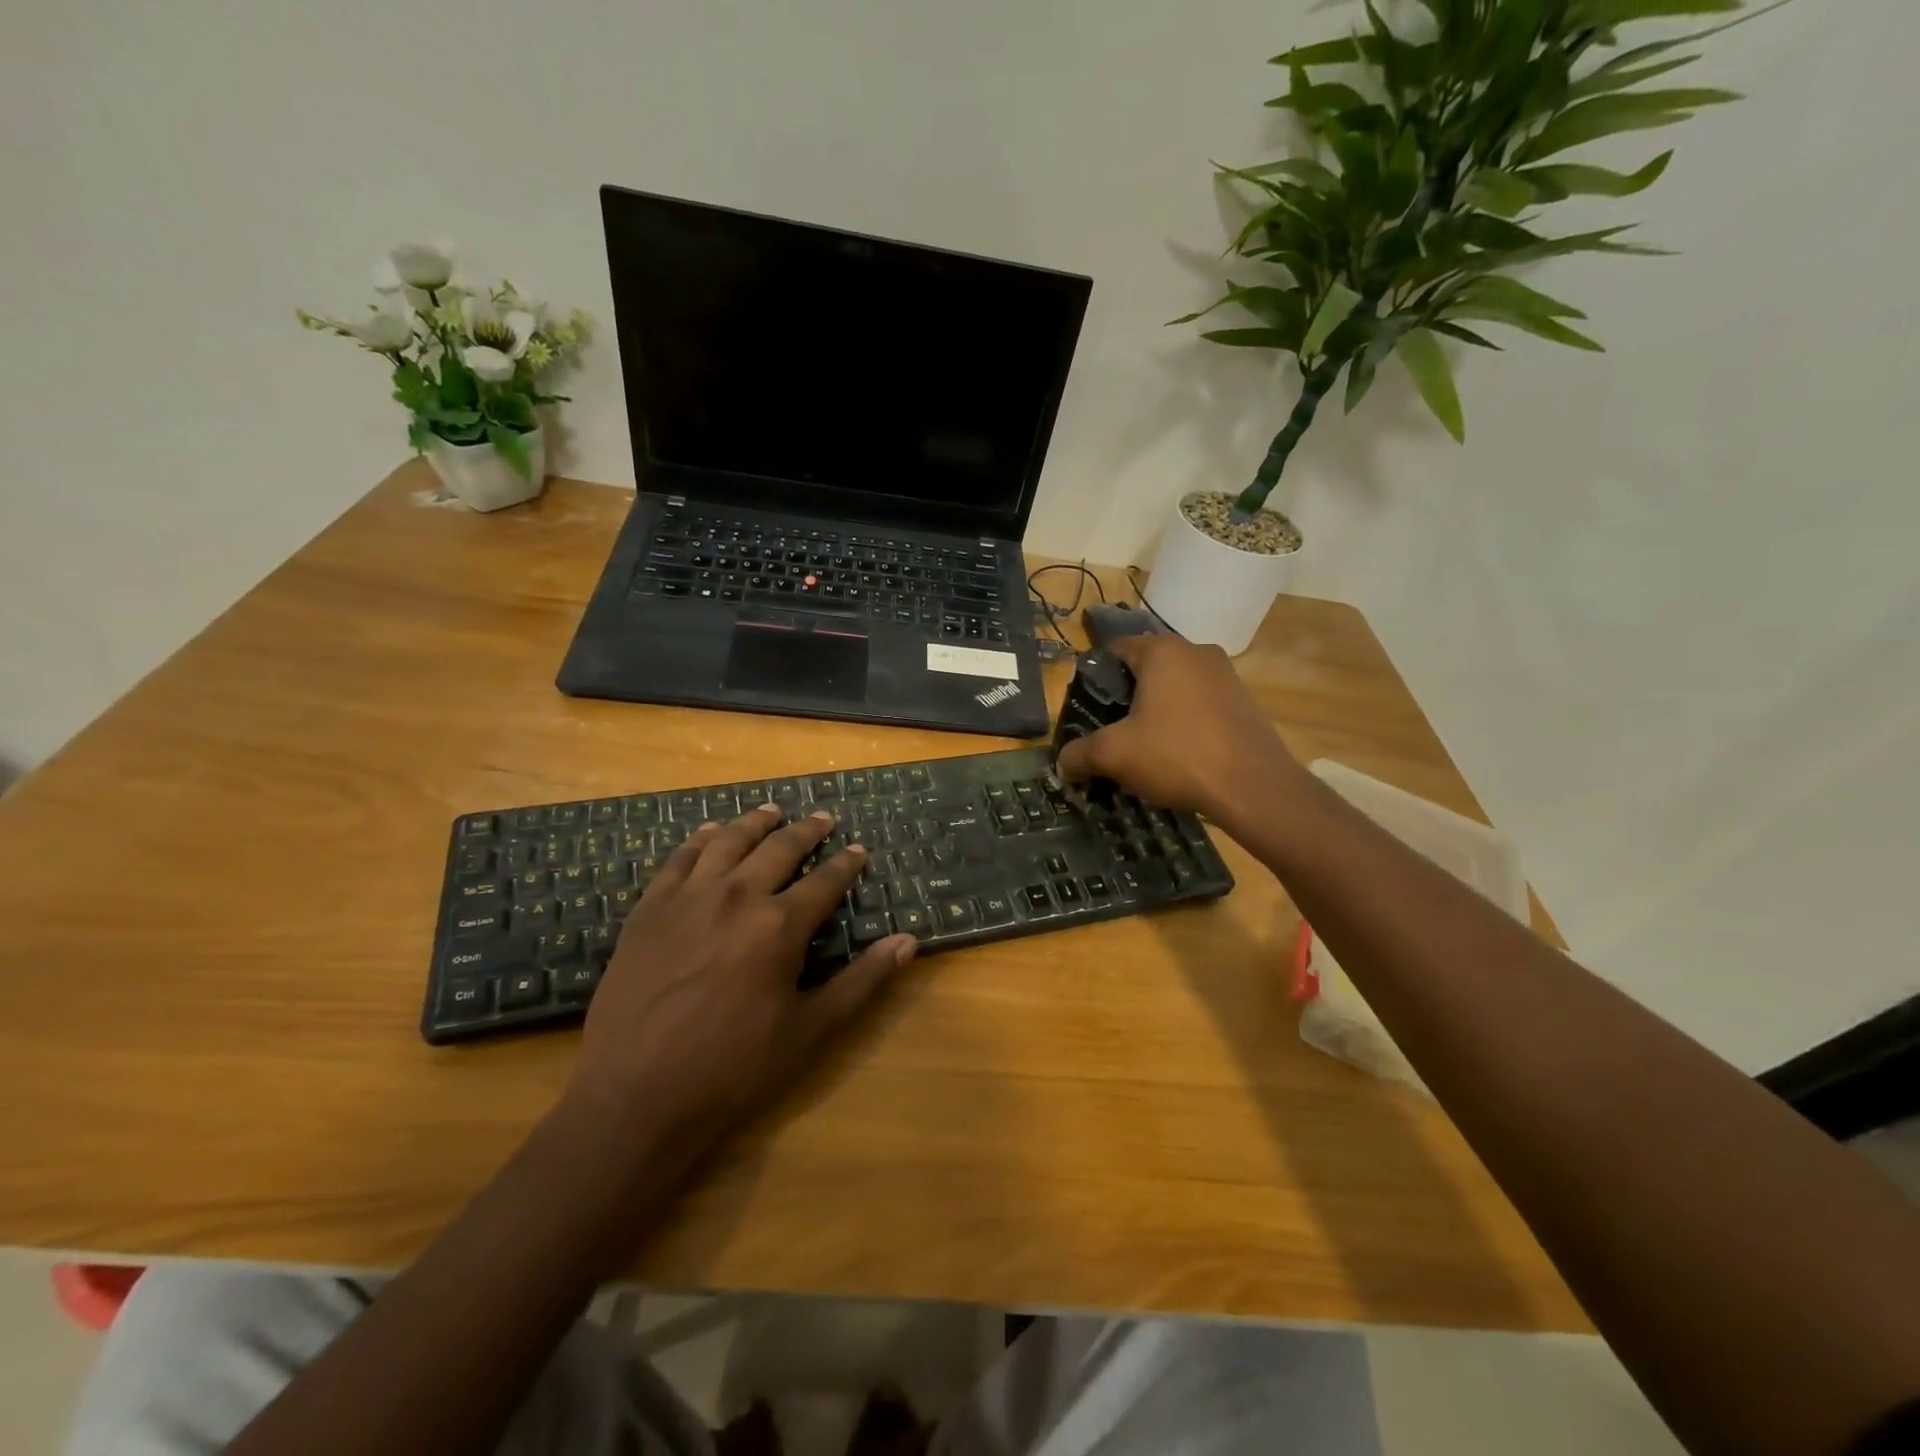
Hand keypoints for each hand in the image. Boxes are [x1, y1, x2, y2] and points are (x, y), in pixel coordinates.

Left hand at [568, 804, 917, 1151]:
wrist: (635, 1095)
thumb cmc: (732, 1068)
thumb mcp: (809, 1031)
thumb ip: (861, 981)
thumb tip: (908, 941)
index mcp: (779, 926)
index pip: (825, 881)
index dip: (846, 863)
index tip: (858, 849)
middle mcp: (737, 896)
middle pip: (779, 849)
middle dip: (807, 831)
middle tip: (823, 818)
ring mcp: (688, 898)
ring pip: (729, 842)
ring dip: (756, 823)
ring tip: (772, 811)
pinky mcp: (649, 909)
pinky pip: (679, 859)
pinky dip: (699, 840)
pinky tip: (710, 833)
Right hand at [1055, 633, 1304, 822]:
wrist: (1253, 787)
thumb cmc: (1176, 755)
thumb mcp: (1115, 755)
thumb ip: (1080, 754)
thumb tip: (1061, 765)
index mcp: (1163, 651)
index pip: (1117, 650)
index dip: (1097, 678)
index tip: (1089, 709)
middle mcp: (1196, 652)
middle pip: (1148, 668)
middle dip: (1127, 697)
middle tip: (1112, 730)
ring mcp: (1226, 675)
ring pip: (1176, 687)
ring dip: (1157, 710)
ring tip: (1143, 746)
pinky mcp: (1244, 702)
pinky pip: (1201, 704)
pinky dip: (1184, 722)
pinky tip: (1178, 754)